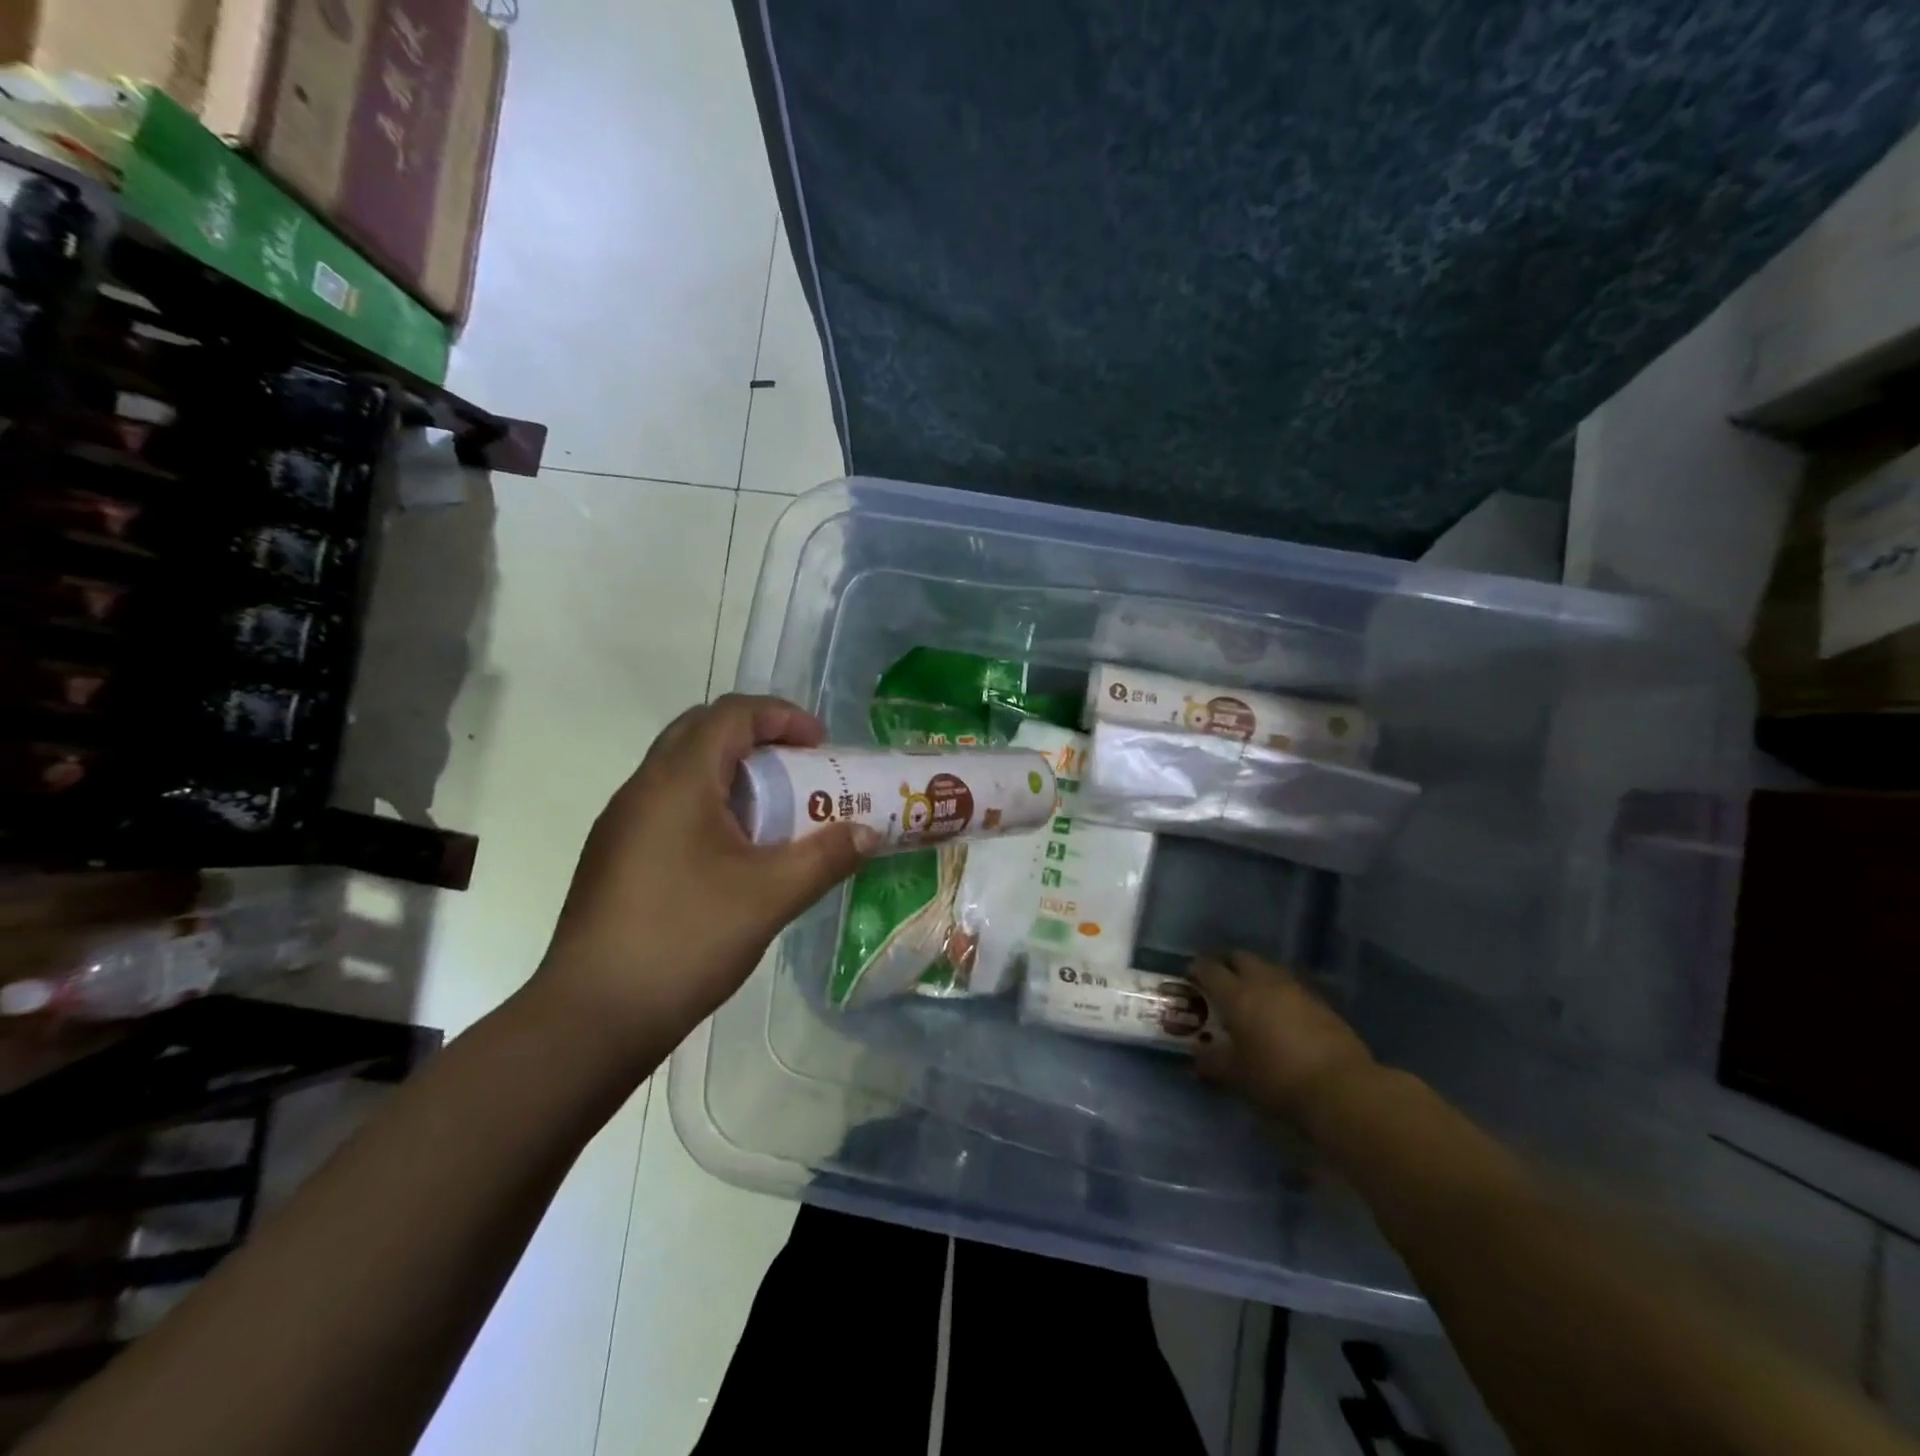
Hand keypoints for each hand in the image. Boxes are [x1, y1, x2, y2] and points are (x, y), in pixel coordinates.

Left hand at [536, 695, 874, 1059]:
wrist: (592, 1016)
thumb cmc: (686, 940)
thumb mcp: (770, 897)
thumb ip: (825, 857)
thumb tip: (869, 834)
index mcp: (678, 781)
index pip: (732, 714)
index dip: (782, 716)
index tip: (820, 745)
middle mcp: (643, 787)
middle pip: (703, 730)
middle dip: (757, 737)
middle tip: (799, 769)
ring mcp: (622, 822)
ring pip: (682, 768)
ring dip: (731, 772)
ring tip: (773, 811)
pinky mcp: (614, 854)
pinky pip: (668, 803)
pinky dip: (708, 802)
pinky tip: (733, 853)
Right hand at [1191, 951, 1376, 1123]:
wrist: (1342, 1088)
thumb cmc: (1277, 1078)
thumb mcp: (1237, 1075)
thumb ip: (1213, 1060)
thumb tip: (1198, 1054)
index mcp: (1237, 994)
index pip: (1209, 969)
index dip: (1197, 969)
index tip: (1190, 975)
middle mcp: (1264, 982)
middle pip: (1241, 958)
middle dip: (1227, 964)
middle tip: (1219, 980)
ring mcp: (1296, 989)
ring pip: (1268, 969)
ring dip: (1255, 975)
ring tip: (1250, 995)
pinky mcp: (1321, 1002)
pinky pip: (1291, 986)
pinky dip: (1279, 992)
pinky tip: (1280, 1012)